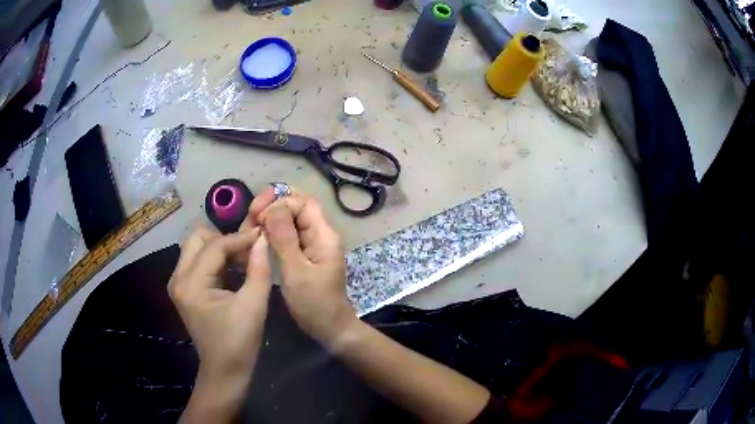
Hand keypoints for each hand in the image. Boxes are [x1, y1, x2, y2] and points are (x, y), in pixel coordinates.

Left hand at [168, 226, 270, 384]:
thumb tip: (263, 239)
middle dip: (224, 239)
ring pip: (196, 247)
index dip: (239, 238)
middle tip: (247, 251)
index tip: (262, 234)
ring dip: (219, 247)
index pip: (214, 246)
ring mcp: (178, 283)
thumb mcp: (253, 306)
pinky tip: (233, 270)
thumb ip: (259, 269)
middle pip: (197, 238)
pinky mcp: (184, 288)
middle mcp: (178, 278)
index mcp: (191, 284)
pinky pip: (197, 260)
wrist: (224, 371)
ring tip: (242, 260)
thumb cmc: (239, 342)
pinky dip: (215, 259)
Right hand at [258, 192, 355, 343]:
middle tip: (250, 216)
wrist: (330, 328)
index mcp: (324, 235)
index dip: (280, 203)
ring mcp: (312, 245)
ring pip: (290, 221)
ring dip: (271, 220)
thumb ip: (284, 238)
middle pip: (297, 208)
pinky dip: (273, 234)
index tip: (259, 216)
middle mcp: (320, 235)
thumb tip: (272, 207)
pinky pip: (288, 236)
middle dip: (273, 207)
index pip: (303, 203)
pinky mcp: (304, 256)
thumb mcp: (296, 271)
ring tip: (250, 226)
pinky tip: (258, 238)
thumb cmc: (314, 303)